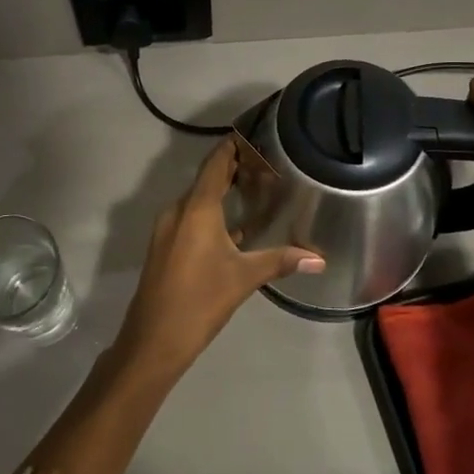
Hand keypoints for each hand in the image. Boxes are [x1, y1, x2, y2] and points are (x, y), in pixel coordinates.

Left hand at [114, 138, 324, 379]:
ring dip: (221, 192)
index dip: (232, 147)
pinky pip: (190, 218)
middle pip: (206, 179)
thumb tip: (319, 258)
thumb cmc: (200, 300)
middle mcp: (177, 210)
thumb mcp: (244, 278)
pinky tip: (233, 226)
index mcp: (196, 208)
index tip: (252, 134)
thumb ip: (280, 261)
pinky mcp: (164, 246)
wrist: (153, 339)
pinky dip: (211, 213)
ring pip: (197, 200)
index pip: (215, 164)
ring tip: (253, 189)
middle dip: (232, 169)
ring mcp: (167, 229)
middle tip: (264, 163)